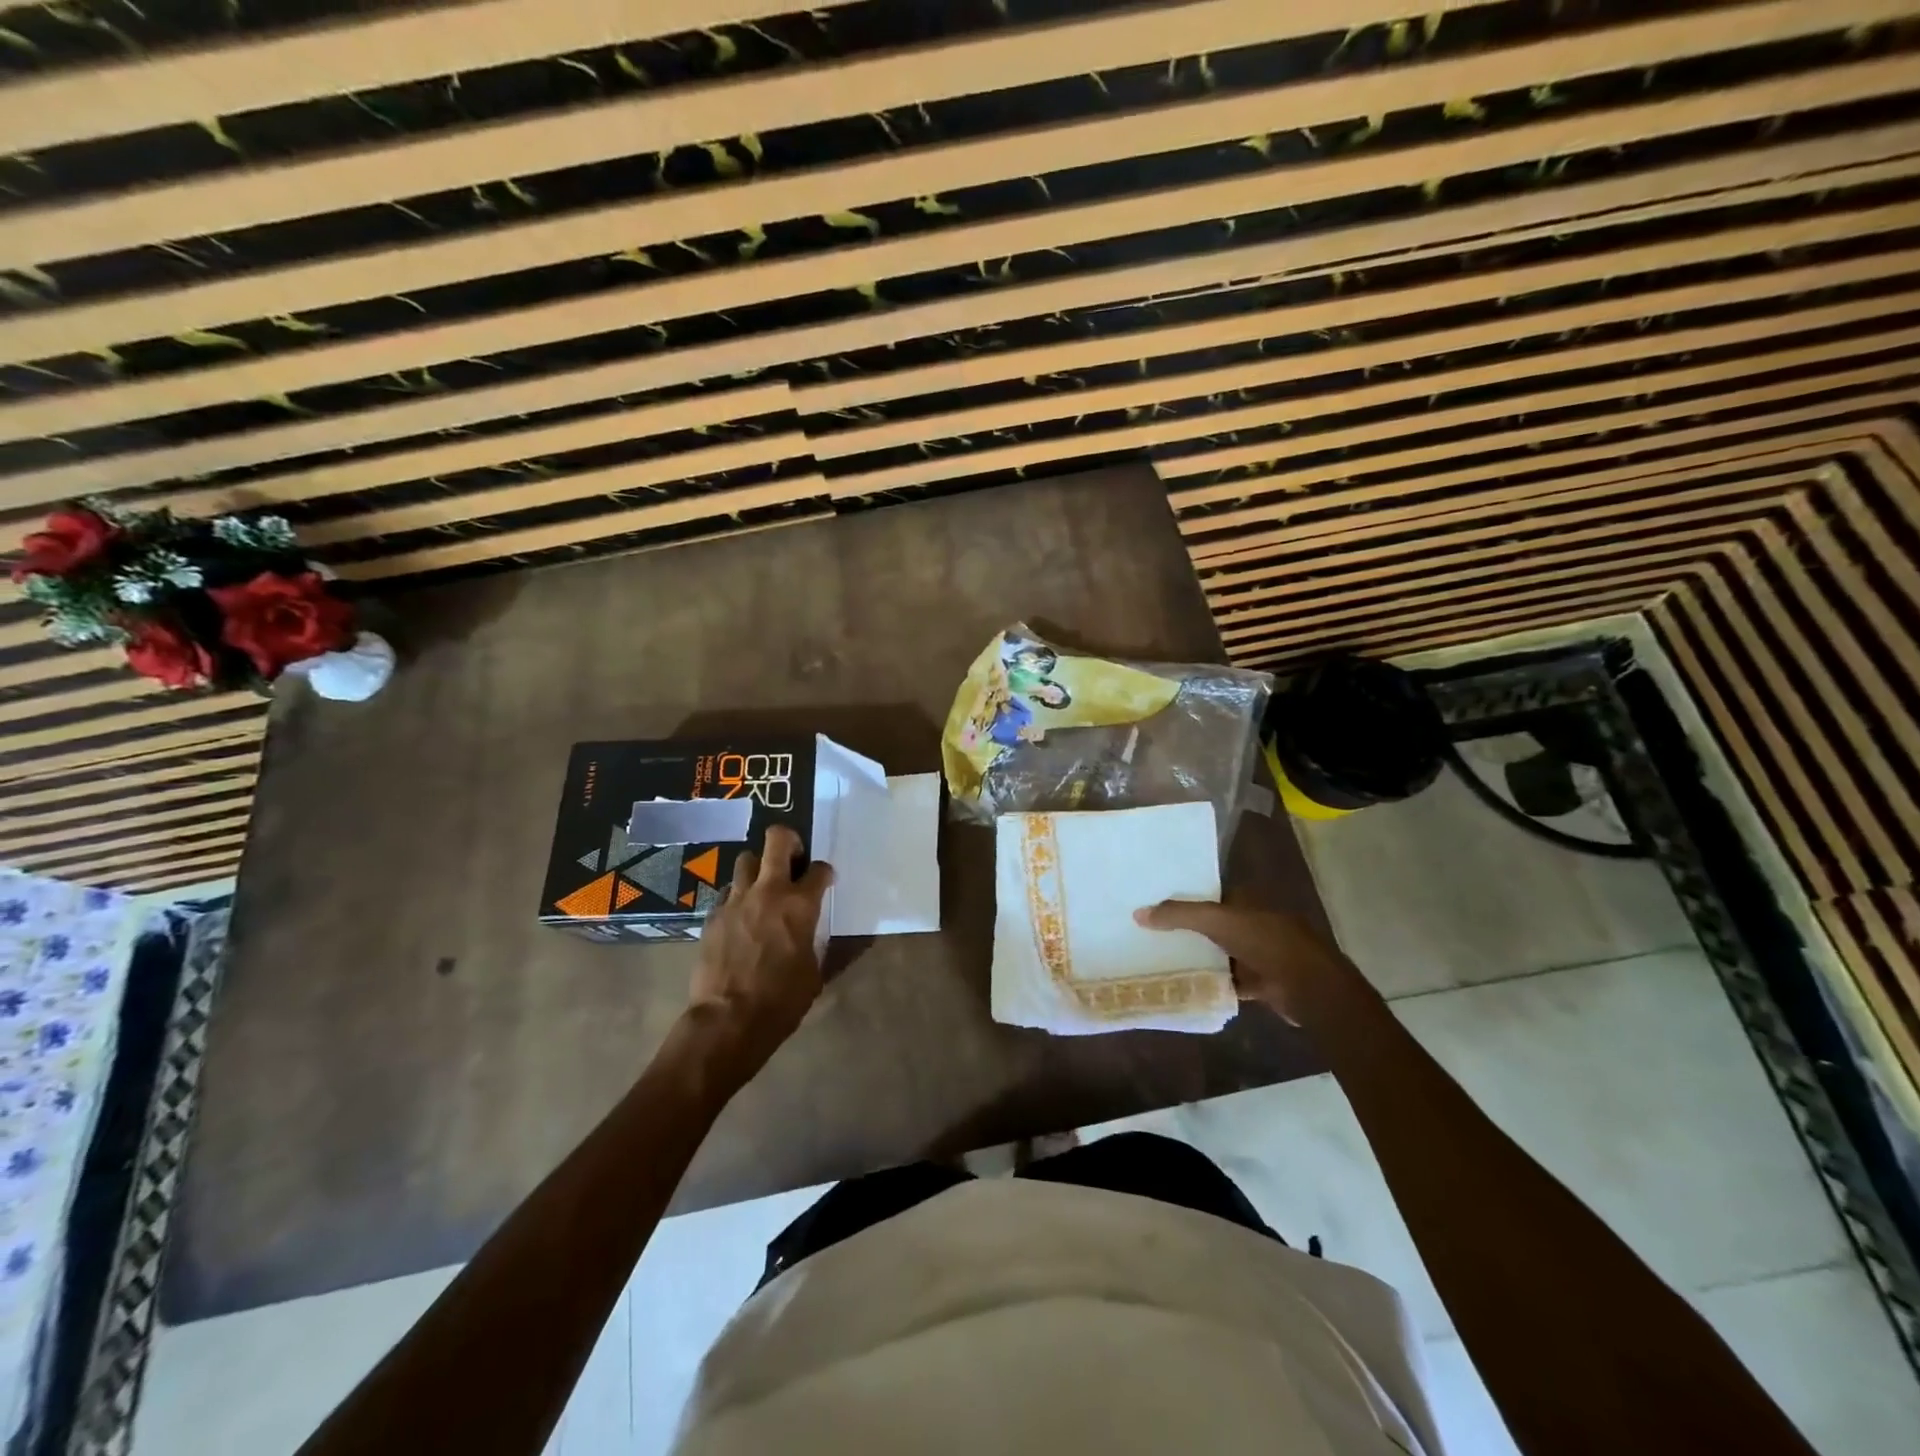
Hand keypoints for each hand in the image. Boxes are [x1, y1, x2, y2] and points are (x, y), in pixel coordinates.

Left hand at [687, 826, 833, 1070]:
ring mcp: (736, 900)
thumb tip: (829, 937)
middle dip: (789, 841)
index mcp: (800, 905)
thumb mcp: (814, 973)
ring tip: (763, 887)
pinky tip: (741, 916)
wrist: (728, 1020)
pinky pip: (728, 892)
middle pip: (777, 840)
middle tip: (794, 858)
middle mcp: (769, 892)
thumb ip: (820, 944)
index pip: (819, 869)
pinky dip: (738, 897)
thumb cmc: (781, 1000)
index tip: (825, 882)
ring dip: (758, 868)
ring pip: (746, 860)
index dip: (825, 873)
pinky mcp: (713, 915)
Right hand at [1133, 902, 1374, 1025]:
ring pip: (1223, 953)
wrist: (1310, 988)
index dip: (1187, 896)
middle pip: (1216, 924)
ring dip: (1201, 957)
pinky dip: (1214, 983)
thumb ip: (1179, 915)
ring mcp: (1262, 954)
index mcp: (1250, 901)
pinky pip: (1231, 981)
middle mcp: (1256, 923)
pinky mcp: (1264, 983)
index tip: (1158, 903)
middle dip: (1190, 929)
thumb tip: (1138, 913)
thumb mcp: (1217, 920)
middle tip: (1152, 932)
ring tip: (1162, 958)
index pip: (1213, 893)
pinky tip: (1189, 986)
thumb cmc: (1267, 942)